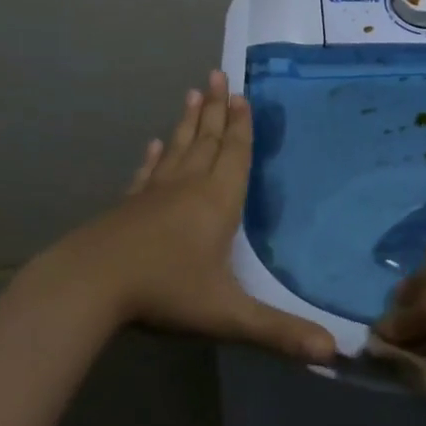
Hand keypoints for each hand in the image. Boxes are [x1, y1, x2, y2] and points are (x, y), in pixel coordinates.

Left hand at [46, 71, 335, 363]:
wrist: (90, 285)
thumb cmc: (166, 291)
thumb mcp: (228, 315)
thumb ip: (279, 331)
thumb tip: (334, 351)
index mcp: (217, 201)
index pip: (235, 154)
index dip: (241, 126)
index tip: (241, 94)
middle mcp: (188, 186)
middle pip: (207, 140)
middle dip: (216, 109)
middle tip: (217, 75)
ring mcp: (154, 193)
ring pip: (178, 148)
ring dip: (189, 122)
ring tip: (193, 93)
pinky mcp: (128, 206)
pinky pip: (147, 173)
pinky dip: (154, 157)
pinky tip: (153, 144)